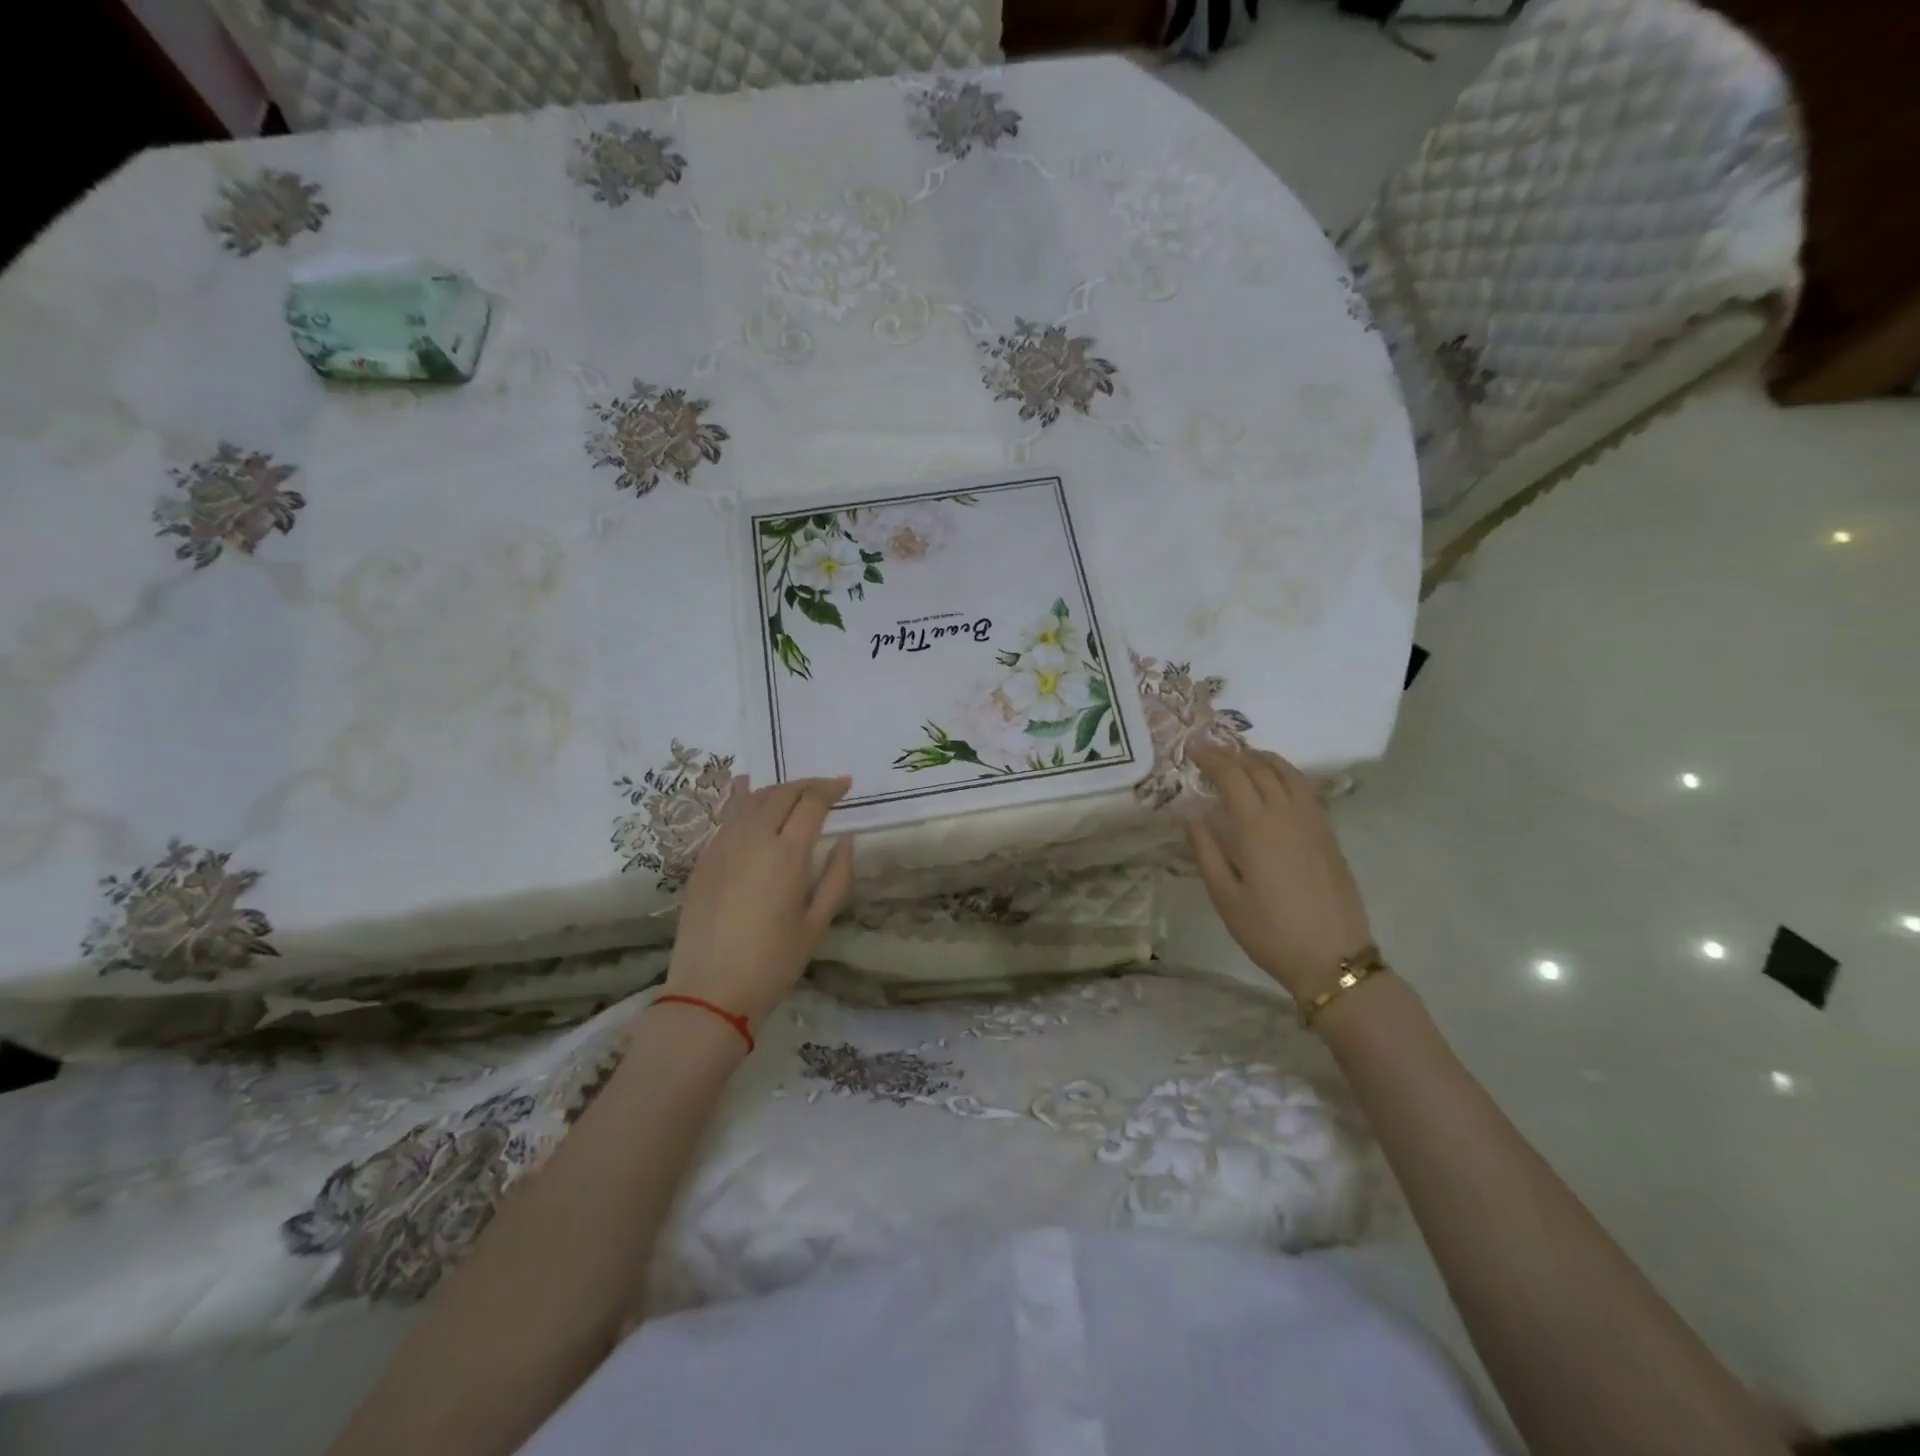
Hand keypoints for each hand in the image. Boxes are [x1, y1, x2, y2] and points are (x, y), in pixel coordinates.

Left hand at [664, 776, 855, 1025]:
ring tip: (793, 794)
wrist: (710, 990)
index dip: (831, 788)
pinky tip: (748, 794)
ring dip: (776, 790)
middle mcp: (753, 839)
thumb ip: (837, 877)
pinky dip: (744, 799)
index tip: (847, 785)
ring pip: (751, 799)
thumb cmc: (773, 962)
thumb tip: (846, 840)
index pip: (811, 803)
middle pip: (781, 793)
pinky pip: (727, 816)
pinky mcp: (703, 858)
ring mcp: (723, 846)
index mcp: (786, 854)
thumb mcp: (816, 924)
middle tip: (824, 789)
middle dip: (806, 785)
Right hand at [1184, 745, 1374, 1002]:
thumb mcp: (1224, 895)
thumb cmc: (1269, 931)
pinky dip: (1285, 774)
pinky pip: (1305, 789)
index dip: (1211, 757)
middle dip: (1232, 754)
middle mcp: (1287, 813)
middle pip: (1259, 768)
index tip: (1192, 748)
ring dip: (1262, 758)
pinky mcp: (1328, 834)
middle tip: (1211, 750)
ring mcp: (1313, 821)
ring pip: (1288, 773)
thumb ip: (1204, 850)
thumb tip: (1188, 814)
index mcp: (1256, 826)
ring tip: (1242, 757)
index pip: (1232, 775)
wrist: (1332, 958)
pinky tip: (1275, 783)